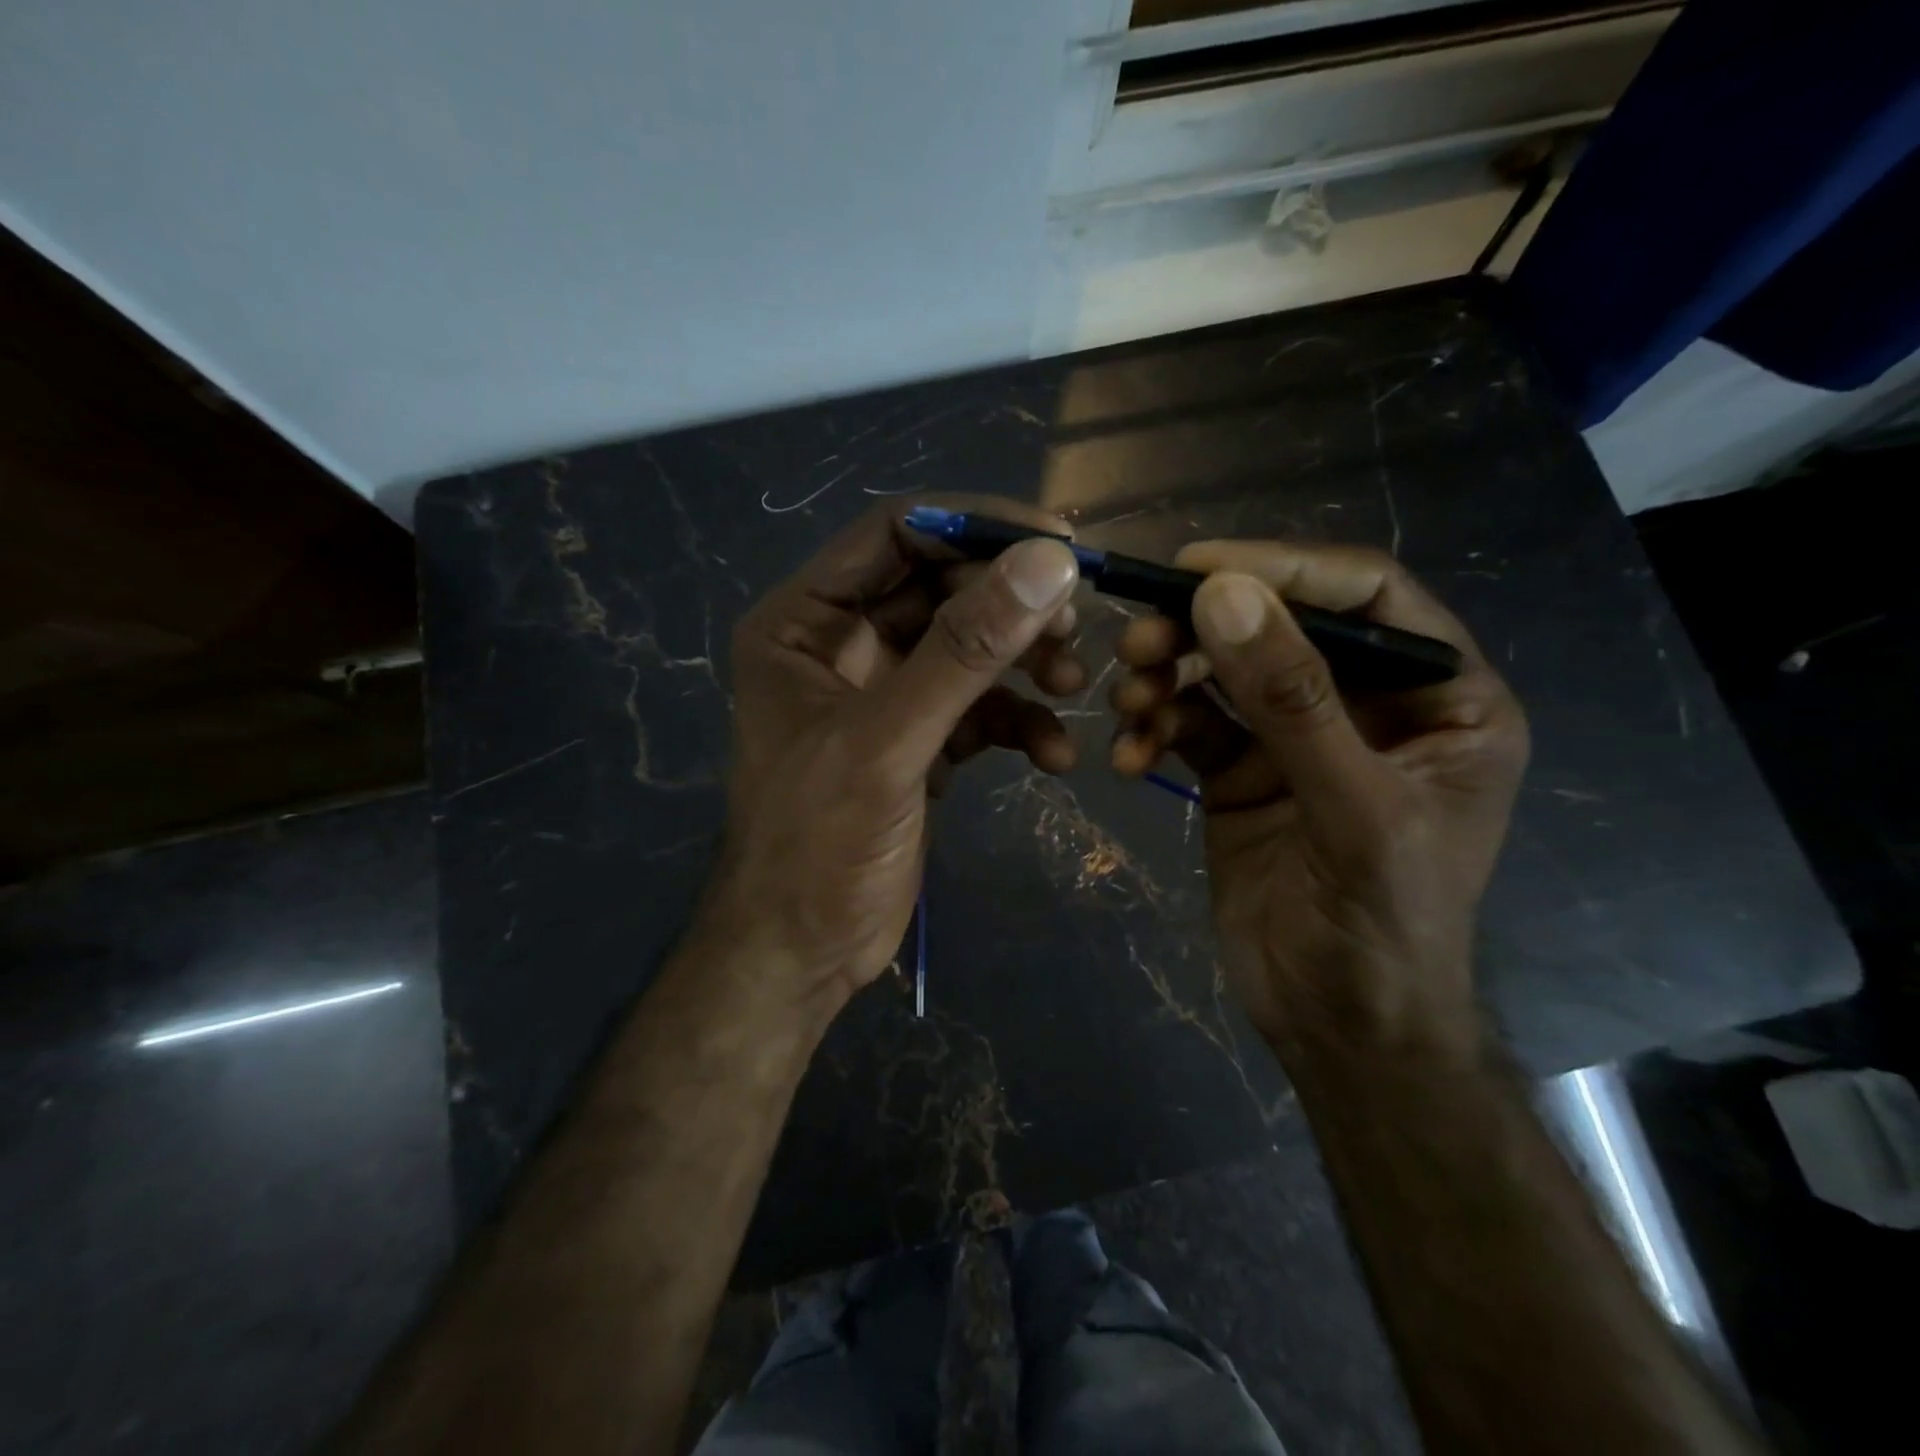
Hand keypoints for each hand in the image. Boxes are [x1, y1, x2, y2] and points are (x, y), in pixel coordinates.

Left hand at [697, 497, 1083, 1024]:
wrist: (803, 952)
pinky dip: (1020, 722)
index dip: (976, 527)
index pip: (897, 534)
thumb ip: (964, 651)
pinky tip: (1054, 756)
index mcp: (805, 621)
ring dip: (1025, 663)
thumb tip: (1049, 563)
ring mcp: (884, 693)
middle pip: (943, 587)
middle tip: (1074, 629)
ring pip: (969, 648)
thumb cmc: (817, 844)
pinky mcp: (918, 739)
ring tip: (1074, 686)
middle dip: (1011, 605)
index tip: (1059, 543)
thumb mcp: (888, 741)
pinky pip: (979, 707)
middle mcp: (842, 643)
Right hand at [1109, 542, 1527, 1057]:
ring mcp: (1296, 737)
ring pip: (1222, 672)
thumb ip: (1292, 703)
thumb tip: (1222, 595)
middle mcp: (1367, 704)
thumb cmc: (1383, 927)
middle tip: (1136, 641)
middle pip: (1279, 626)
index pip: (1366, 596)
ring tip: (1126, 704)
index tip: (1196, 567)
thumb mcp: (1354, 812)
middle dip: (1204, 629)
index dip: (1284, 568)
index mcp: (1440, 698)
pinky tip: (1130, 760)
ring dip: (1167, 679)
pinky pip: (1190, 725)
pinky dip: (1154, 730)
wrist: (1337, 1026)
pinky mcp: (1241, 770)